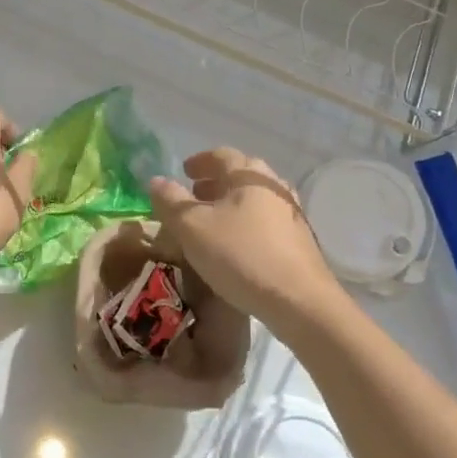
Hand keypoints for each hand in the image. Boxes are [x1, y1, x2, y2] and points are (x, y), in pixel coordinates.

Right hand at [149, 149, 344, 327]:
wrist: (300, 302)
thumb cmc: (241, 255)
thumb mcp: (193, 227)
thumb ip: (170, 201)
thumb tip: (155, 180)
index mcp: (249, 175)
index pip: (221, 155)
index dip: (199, 162)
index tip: (184, 171)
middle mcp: (274, 187)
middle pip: (240, 176)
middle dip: (215, 183)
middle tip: (194, 195)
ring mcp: (291, 214)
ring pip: (254, 200)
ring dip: (230, 204)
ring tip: (212, 221)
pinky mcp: (299, 241)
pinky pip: (265, 221)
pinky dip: (245, 223)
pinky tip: (235, 244)